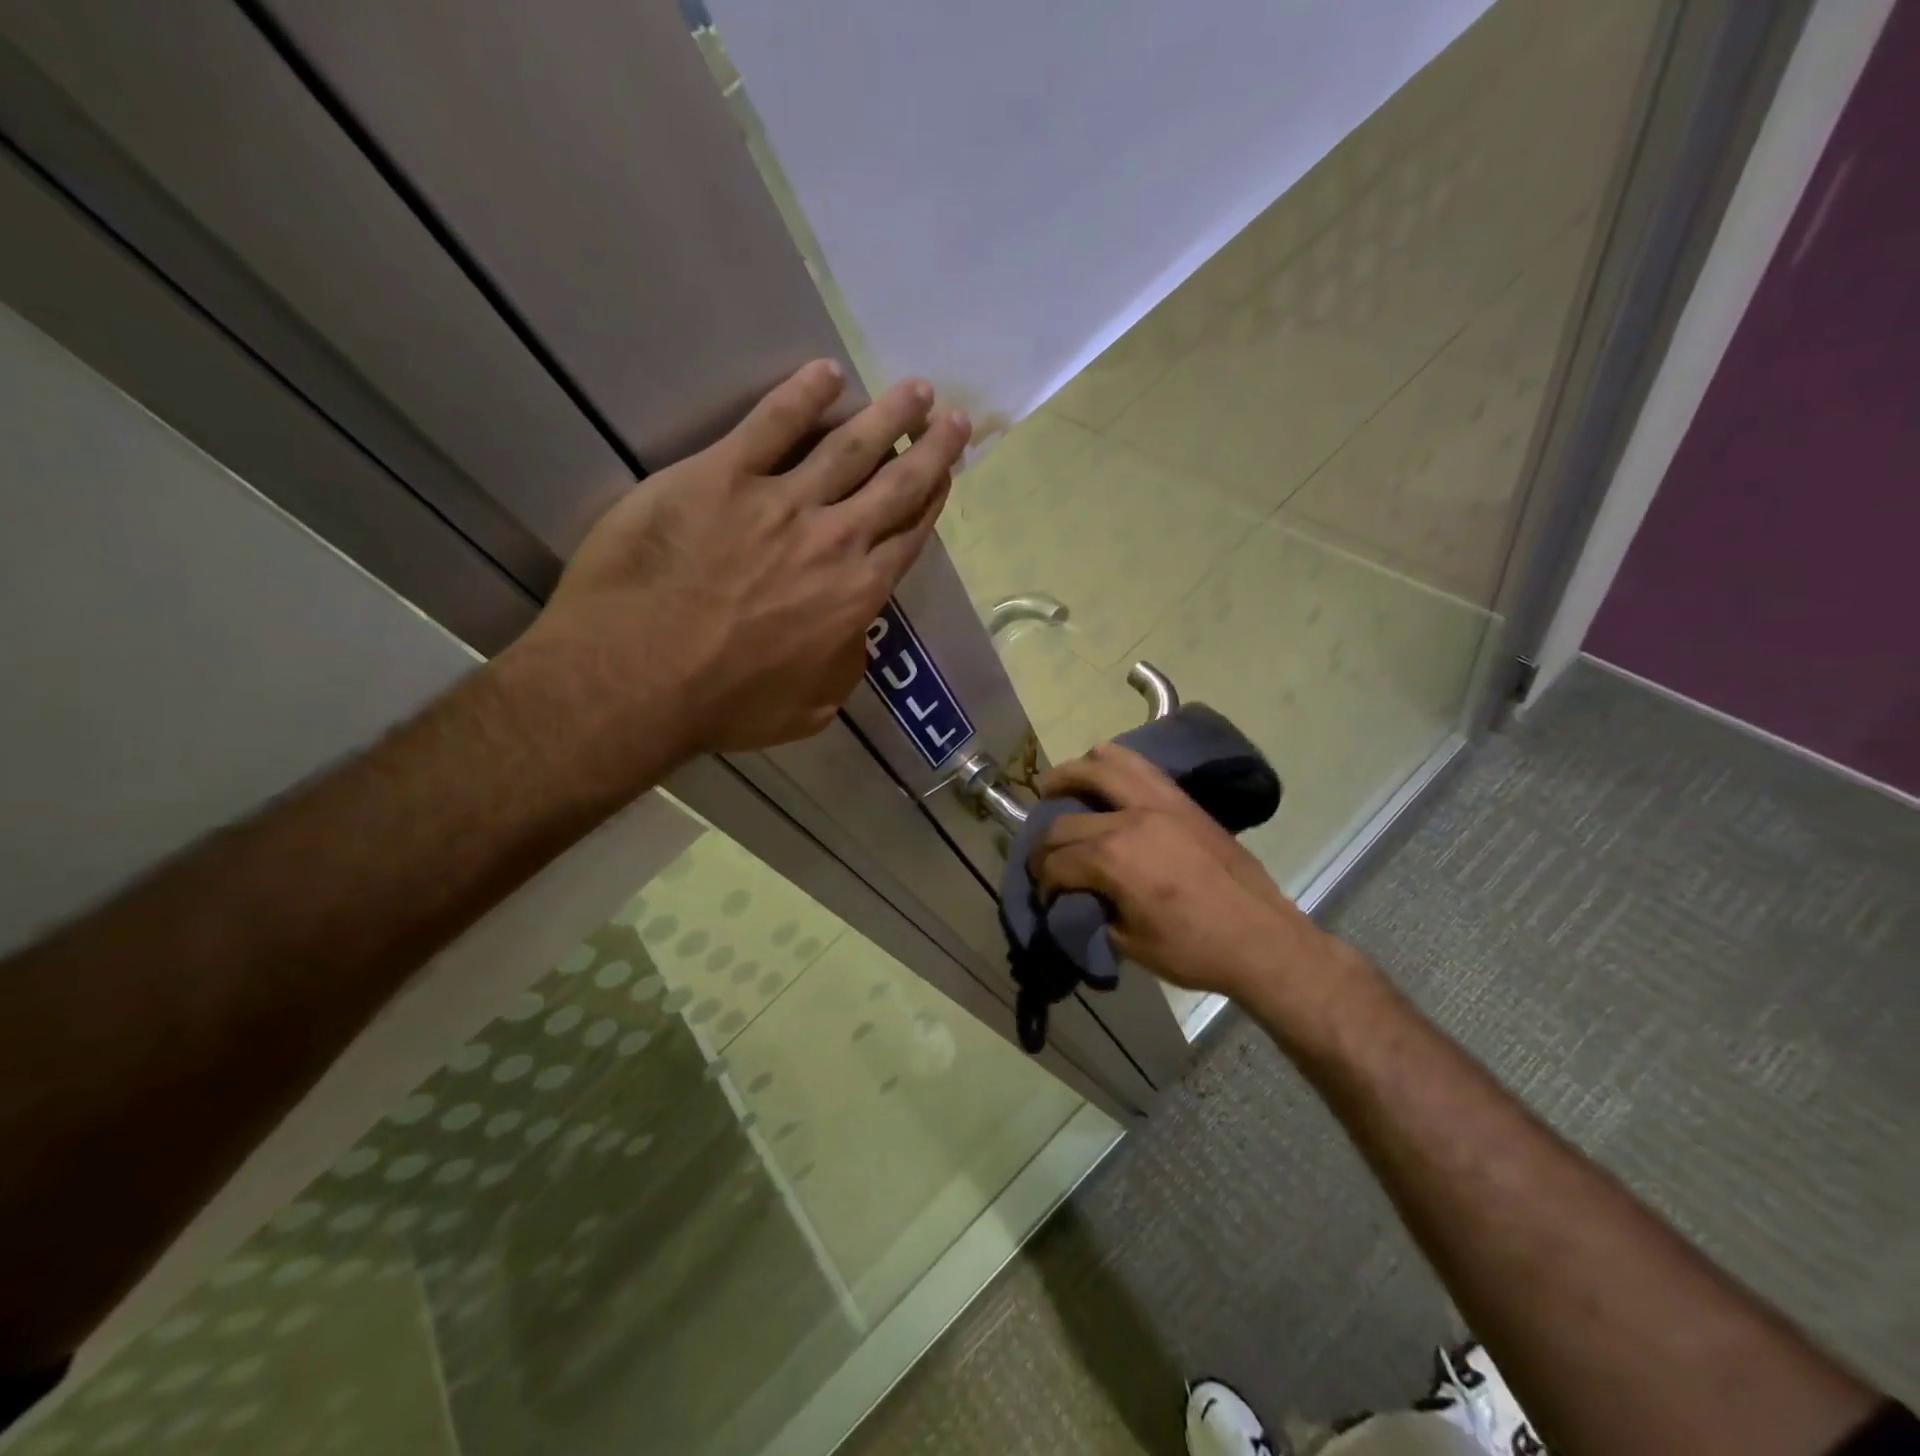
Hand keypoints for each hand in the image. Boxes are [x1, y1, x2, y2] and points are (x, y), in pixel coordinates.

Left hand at [519, 359, 970, 764]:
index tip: (946, 476)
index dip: (933, 502)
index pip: (908, 537)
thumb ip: (844, 666)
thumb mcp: (810, 708)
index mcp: (856, 595)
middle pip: (897, 484)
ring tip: (916, 389)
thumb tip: (853, 635)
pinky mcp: (721, 475)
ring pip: (849, 446)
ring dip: (888, 415)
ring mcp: (780, 502)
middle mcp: (834, 540)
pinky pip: (771, 423)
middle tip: (954, 418)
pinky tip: (826, 373)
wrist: (638, 679)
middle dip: (931, 449)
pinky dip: (802, 395)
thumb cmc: (726, 705)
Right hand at [1028, 744, 1349, 1004]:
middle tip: (1045, 858)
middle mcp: (1130, 819)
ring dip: (1072, 773)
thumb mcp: (1129, 943)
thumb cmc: (1194, 949)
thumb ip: (1094, 910)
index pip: (1056, 860)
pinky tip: (1104, 781)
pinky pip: (1140, 766)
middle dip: (1045, 842)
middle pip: (1066, 818)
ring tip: (1058, 786)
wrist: (1261, 938)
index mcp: (1112, 859)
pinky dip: (1113, 765)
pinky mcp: (1183, 800)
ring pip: (1103, 764)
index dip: (1043, 881)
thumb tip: (1080, 895)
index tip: (1045, 896)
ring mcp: (1159, 803)